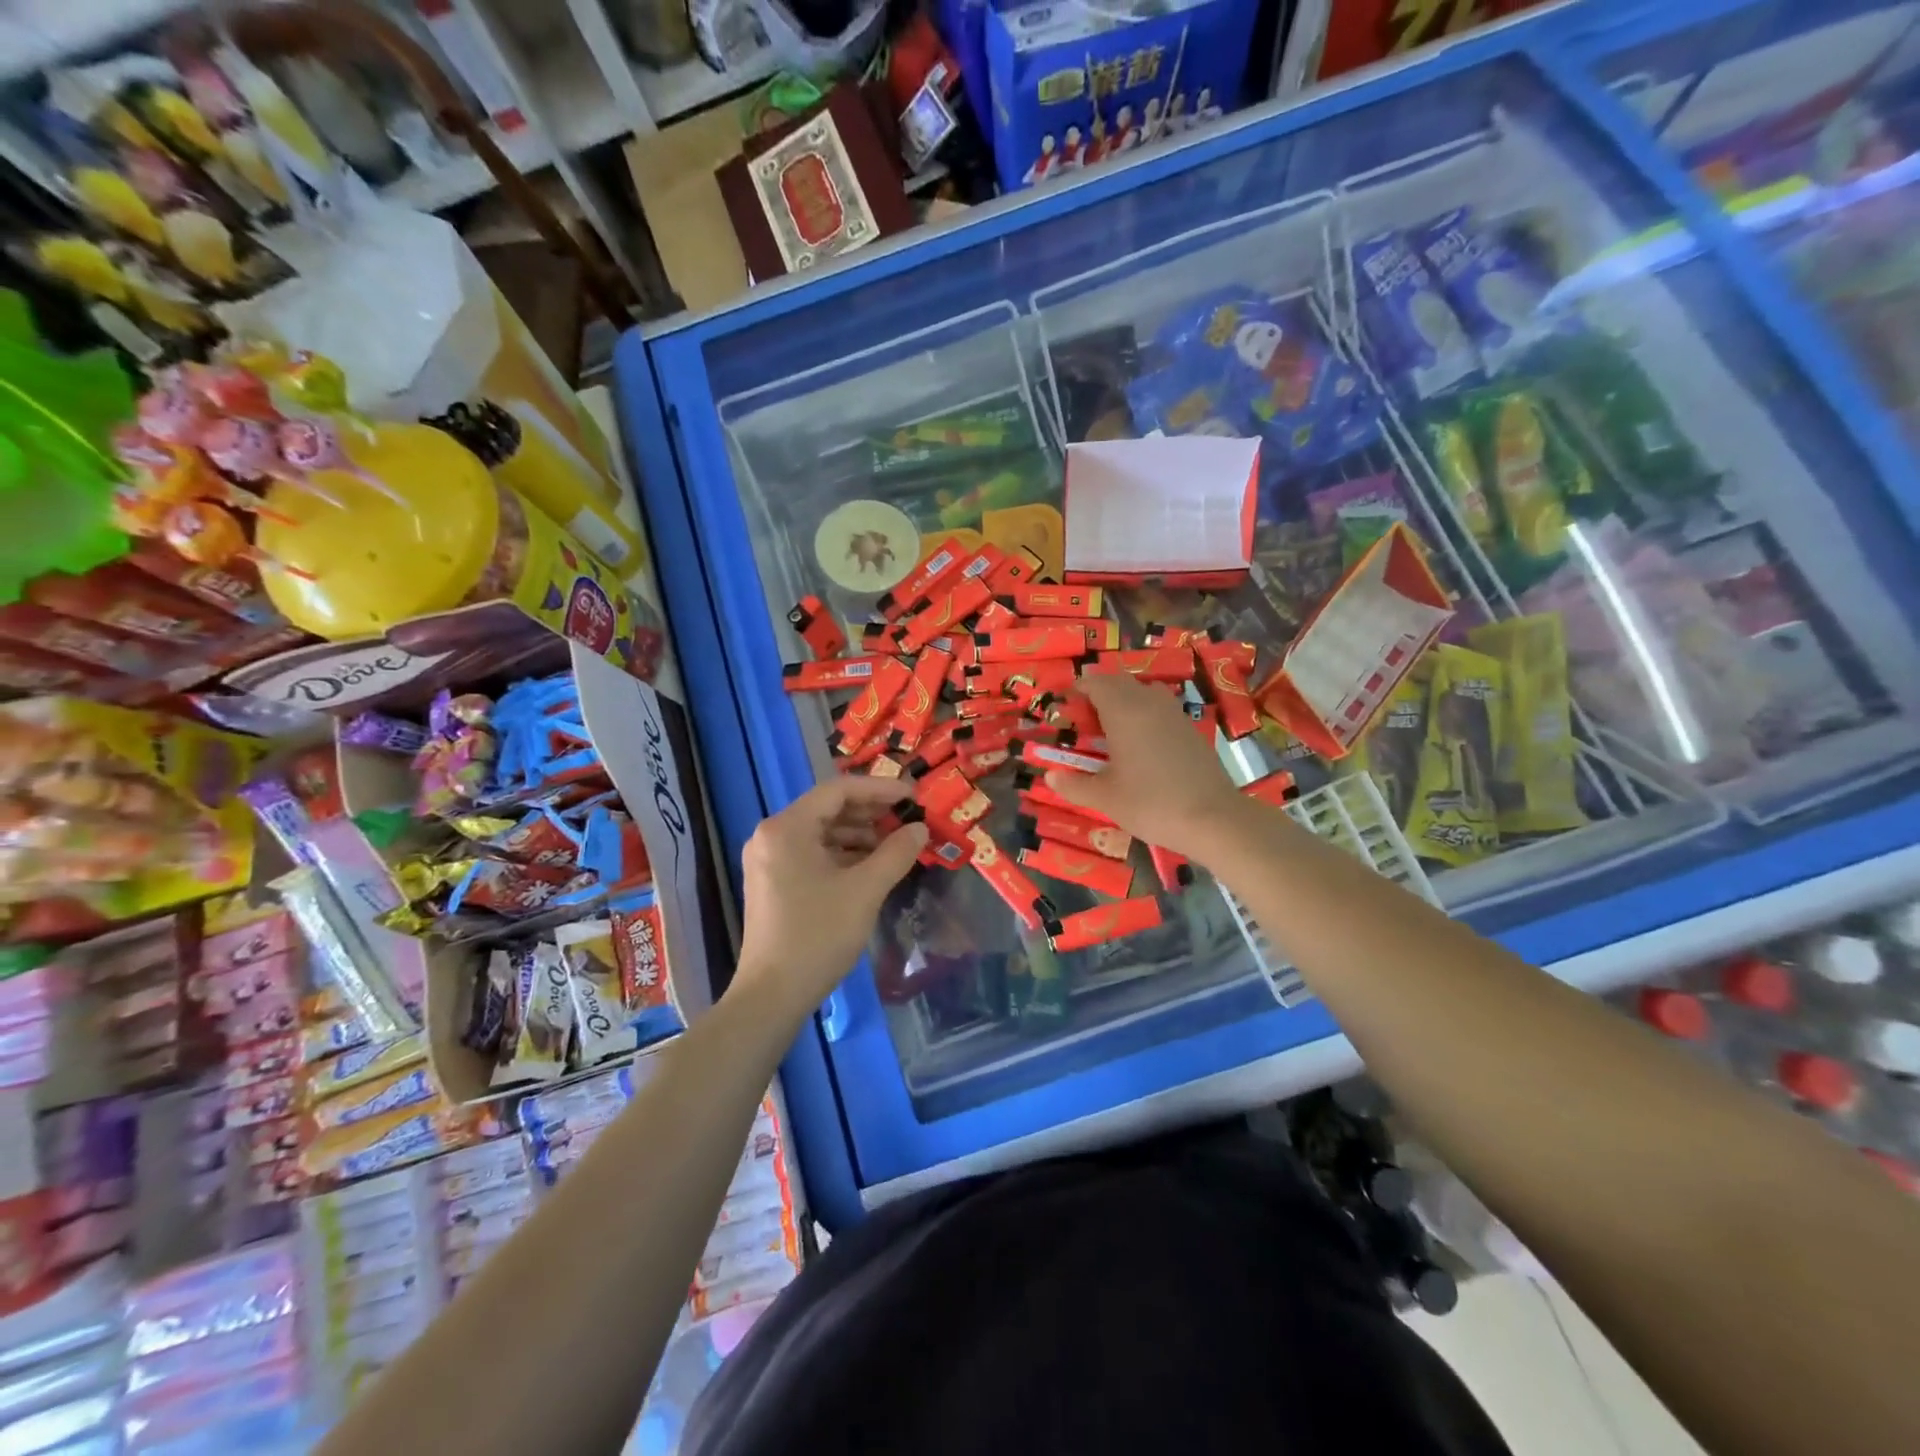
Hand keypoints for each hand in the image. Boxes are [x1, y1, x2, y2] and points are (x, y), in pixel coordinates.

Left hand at [733, 776, 928, 1018]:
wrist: (772, 995)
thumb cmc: (818, 935)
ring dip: (860, 835)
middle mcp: (771, 835)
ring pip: (822, 833)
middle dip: (871, 813)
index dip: (880, 790)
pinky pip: (813, 854)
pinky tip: (872, 866)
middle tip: (909, 820)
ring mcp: (768, 860)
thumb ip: (896, 852)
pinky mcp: (773, 883)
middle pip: (828, 809)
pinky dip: (843, 855)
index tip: (914, 797)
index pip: (838, 790)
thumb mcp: (865, 890)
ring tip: (896, 844)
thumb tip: (920, 829)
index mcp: (786, 828)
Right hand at [1045, 672, 1246, 857]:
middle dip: (1097, 694)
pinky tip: (1139, 745)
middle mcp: (1148, 702)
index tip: (1064, 710)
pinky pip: (1159, 708)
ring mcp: (1174, 713)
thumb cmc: (1151, 804)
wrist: (1213, 818)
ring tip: (1110, 732)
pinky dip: (1143, 715)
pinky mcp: (1190, 728)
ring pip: (1142, 691)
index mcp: (1123, 711)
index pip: (1094, 683)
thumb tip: (1050, 777)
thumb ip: (1074, 784)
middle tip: (1083, 723)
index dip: (1076, 691)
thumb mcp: (1105, 798)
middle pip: (1118, 682)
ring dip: (1122, 702)